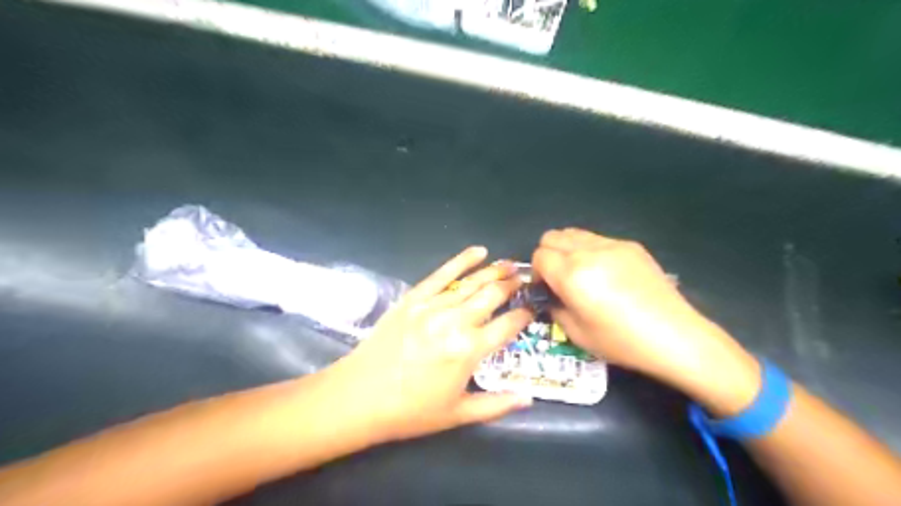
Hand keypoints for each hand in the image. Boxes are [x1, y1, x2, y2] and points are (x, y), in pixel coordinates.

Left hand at [324, 247, 533, 445]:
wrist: (360, 396)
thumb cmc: (411, 410)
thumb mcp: (458, 415)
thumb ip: (497, 405)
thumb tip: (529, 398)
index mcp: (469, 350)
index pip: (508, 325)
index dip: (525, 314)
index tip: (534, 308)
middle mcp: (456, 322)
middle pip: (493, 295)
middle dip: (513, 286)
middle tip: (526, 280)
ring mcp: (433, 306)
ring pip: (472, 283)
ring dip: (494, 271)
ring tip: (511, 265)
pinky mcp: (414, 298)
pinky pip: (442, 274)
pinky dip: (462, 260)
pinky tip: (479, 251)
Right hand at [529, 230, 753, 414]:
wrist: (675, 336)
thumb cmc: (621, 341)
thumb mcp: (577, 334)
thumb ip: (555, 308)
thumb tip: (551, 295)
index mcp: (572, 275)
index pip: (539, 256)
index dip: (537, 272)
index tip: (547, 289)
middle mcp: (588, 252)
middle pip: (552, 237)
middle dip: (548, 255)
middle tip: (560, 279)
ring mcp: (612, 245)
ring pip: (574, 233)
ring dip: (568, 249)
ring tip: (581, 273)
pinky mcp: (631, 246)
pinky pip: (598, 239)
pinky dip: (590, 251)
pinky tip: (607, 274)